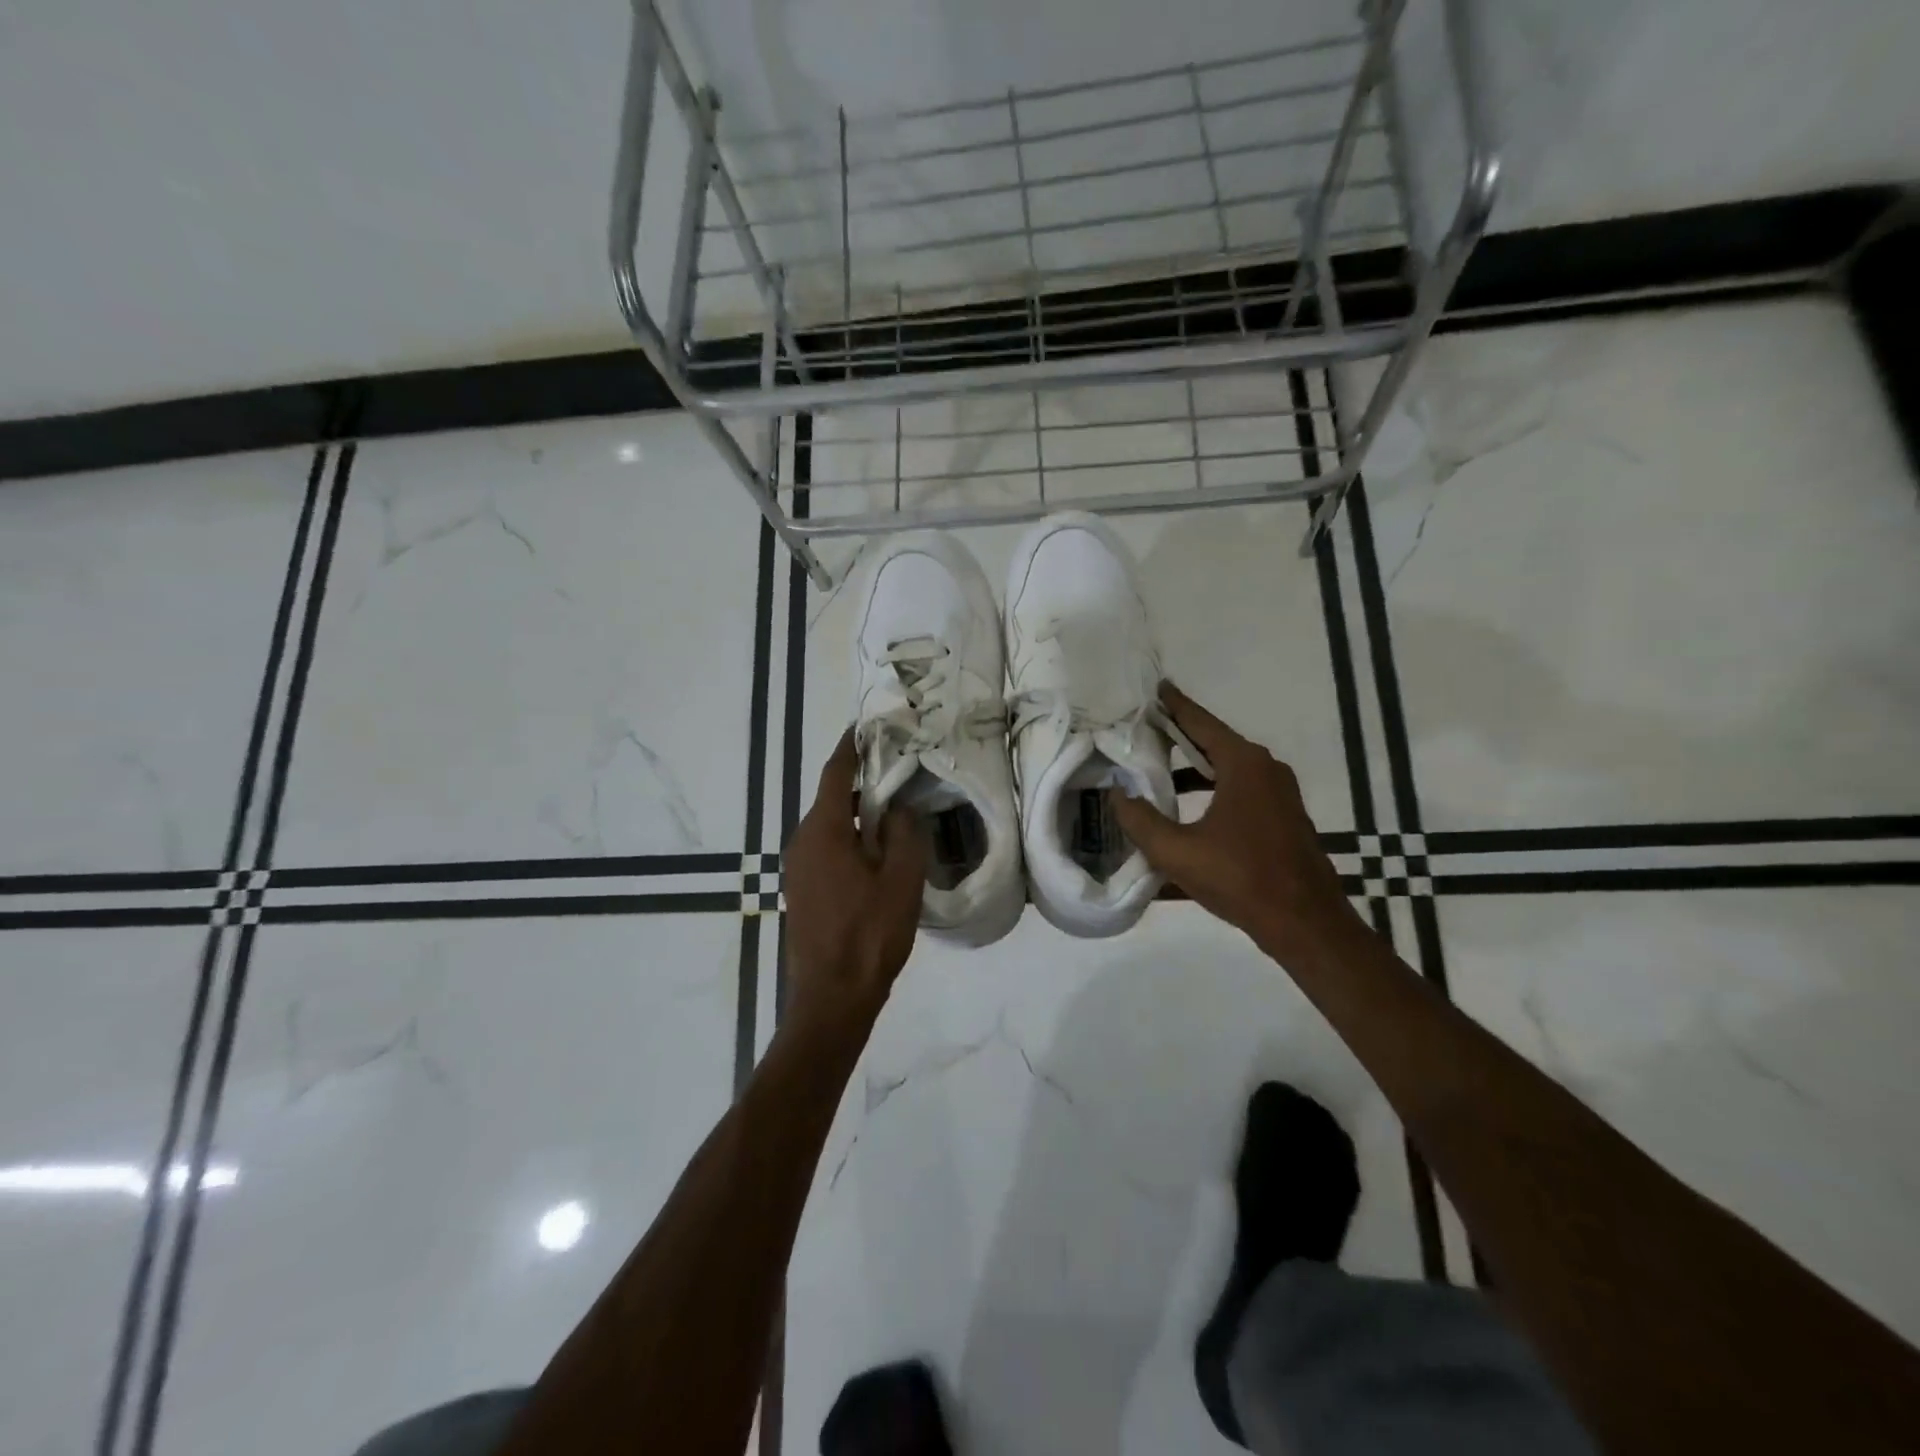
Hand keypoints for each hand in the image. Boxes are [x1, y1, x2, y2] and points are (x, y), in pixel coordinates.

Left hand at [783, 729, 928, 1029]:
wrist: (831, 999)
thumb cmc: (869, 935)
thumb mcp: (901, 880)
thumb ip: (903, 833)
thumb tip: (898, 807)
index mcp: (823, 831)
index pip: (835, 773)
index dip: (851, 747)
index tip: (867, 726)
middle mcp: (802, 841)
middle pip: (832, 799)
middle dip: (862, 783)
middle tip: (899, 773)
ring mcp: (798, 868)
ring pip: (830, 826)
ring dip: (858, 816)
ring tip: (895, 813)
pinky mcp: (802, 889)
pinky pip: (827, 849)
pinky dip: (850, 840)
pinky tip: (878, 854)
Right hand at [1111, 683, 1358, 958]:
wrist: (1305, 923)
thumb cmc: (1240, 878)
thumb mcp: (1177, 851)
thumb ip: (1140, 821)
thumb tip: (1118, 794)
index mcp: (1244, 765)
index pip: (1201, 723)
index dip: (1176, 706)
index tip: (1157, 688)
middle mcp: (1265, 770)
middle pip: (1214, 744)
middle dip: (1180, 738)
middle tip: (1145, 732)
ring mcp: (1279, 795)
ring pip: (1227, 771)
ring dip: (1194, 772)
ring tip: (1158, 777)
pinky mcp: (1284, 819)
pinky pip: (1239, 793)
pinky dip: (1212, 793)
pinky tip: (1188, 816)